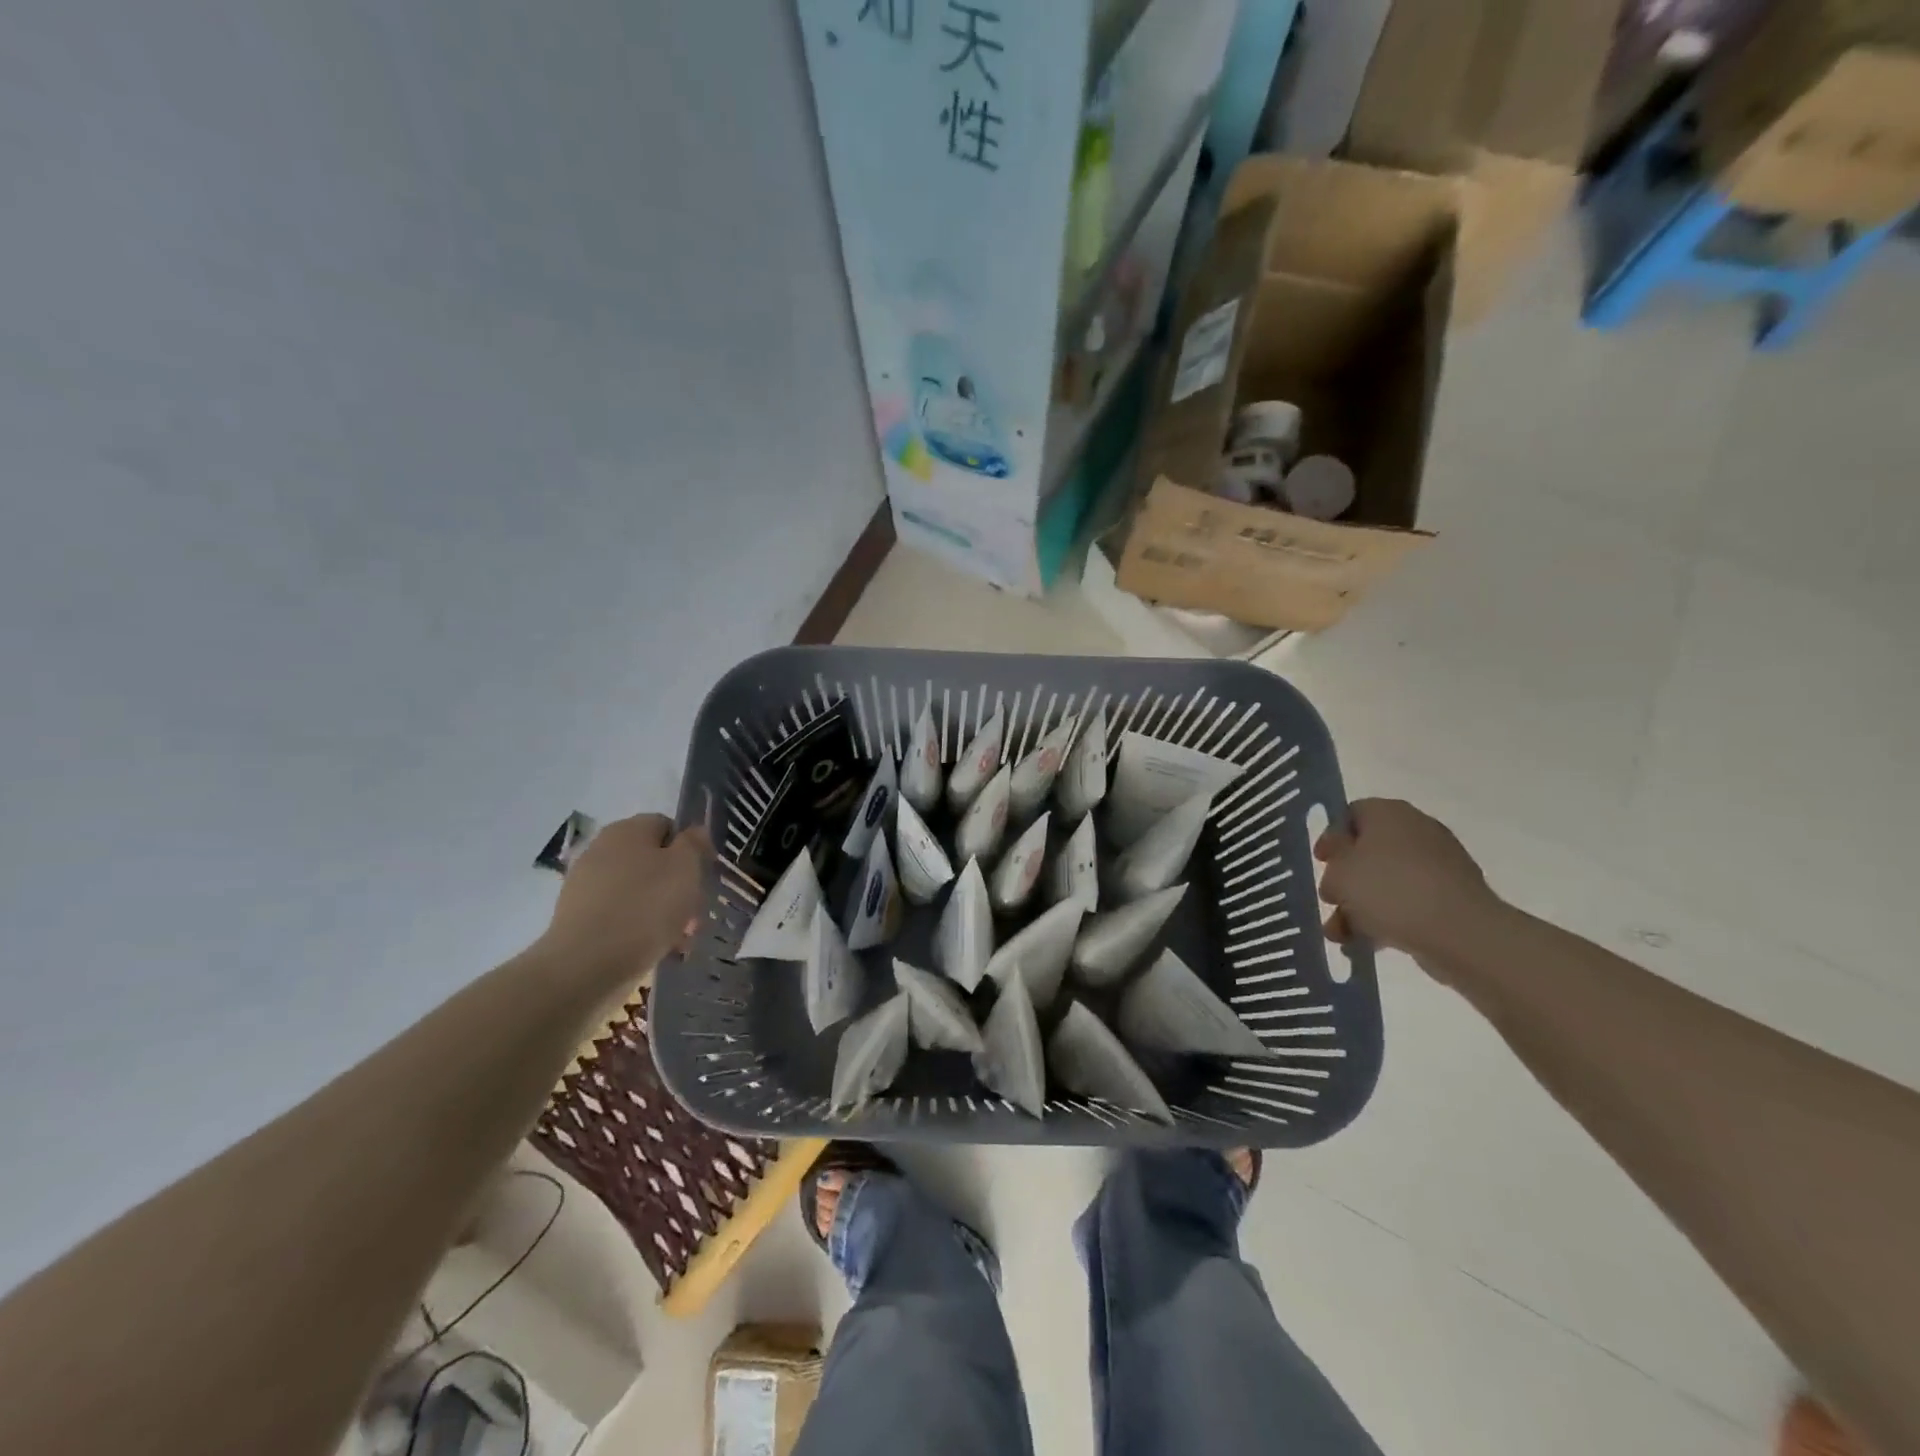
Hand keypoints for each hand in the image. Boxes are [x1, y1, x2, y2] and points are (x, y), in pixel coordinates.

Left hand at [540, 813, 712, 988]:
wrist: (586, 966)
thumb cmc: (645, 907)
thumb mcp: (685, 867)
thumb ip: (694, 843)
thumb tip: (694, 831)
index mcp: (627, 830)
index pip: (667, 826)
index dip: (690, 849)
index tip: (703, 876)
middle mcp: (602, 850)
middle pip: (654, 861)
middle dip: (678, 886)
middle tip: (694, 914)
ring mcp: (586, 885)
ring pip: (639, 891)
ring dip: (663, 910)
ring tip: (679, 939)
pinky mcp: (578, 918)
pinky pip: (621, 915)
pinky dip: (640, 928)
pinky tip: (655, 950)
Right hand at [1314, 799, 1500, 964]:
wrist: (1460, 932)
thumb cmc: (1390, 890)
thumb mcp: (1340, 873)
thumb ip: (1332, 865)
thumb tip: (1340, 865)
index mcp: (1388, 812)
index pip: (1350, 814)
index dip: (1330, 838)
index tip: (1320, 863)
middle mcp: (1416, 830)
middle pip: (1368, 851)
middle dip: (1345, 880)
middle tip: (1331, 900)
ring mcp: (1439, 864)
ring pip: (1387, 881)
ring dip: (1360, 906)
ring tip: (1341, 936)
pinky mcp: (1453, 897)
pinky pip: (1410, 902)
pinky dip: (1388, 919)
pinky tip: (1369, 943)